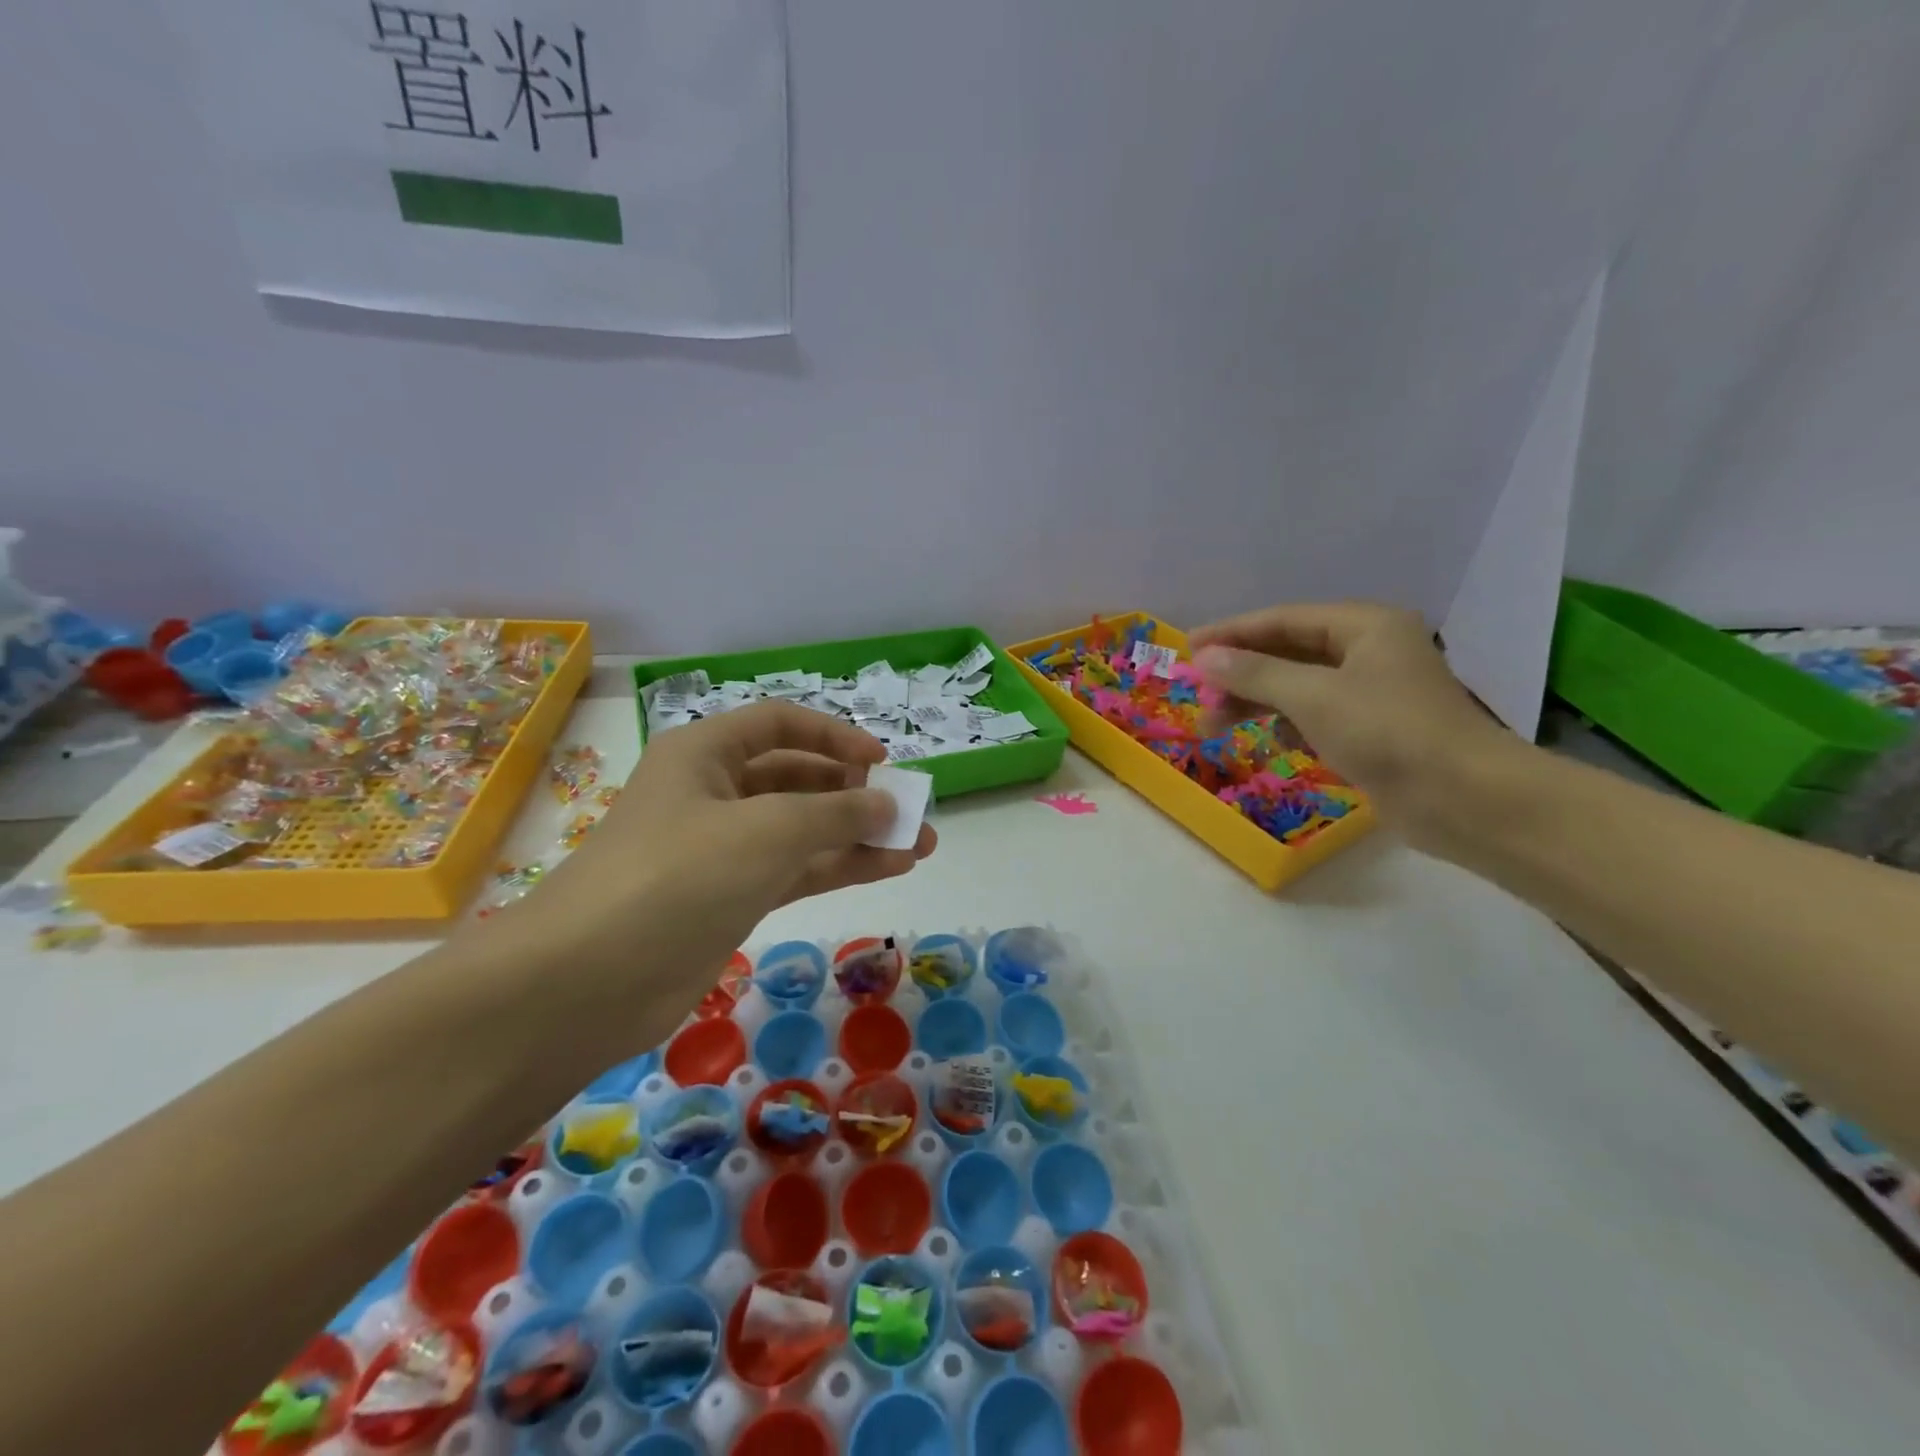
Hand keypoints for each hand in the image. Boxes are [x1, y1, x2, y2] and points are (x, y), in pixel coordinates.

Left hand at [493, 701, 935, 1015]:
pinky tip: (889, 868)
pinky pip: (796, 870)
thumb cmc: (680, 873)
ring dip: (858, 834)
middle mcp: (713, 792)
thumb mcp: (768, 829)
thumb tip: (889, 803)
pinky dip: (840, 867)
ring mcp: (723, 848)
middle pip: (797, 777)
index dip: (835, 735)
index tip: (883, 759)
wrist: (591, 980)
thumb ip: (837, 812)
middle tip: (910, 810)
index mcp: (706, 752)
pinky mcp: (731, 897)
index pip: (781, 724)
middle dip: (856, 791)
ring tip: (918, 845)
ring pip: (803, 829)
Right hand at [1189, 602, 1510, 834]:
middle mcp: (1369, 651)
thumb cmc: (1388, 732)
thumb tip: (1204, 658)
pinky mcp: (1371, 731)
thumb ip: (1255, 673)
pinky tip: (1269, 741)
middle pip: (1288, 652)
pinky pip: (1315, 716)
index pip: (1283, 620)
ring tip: (1215, 725)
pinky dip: (1287, 724)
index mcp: (1365, 626)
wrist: (1464, 799)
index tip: (1188, 649)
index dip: (1232, 633)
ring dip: (1257, 702)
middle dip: (1241, 674)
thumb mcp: (1313, 697)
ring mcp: (1371, 693)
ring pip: (1298, 687)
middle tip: (1199, 696)